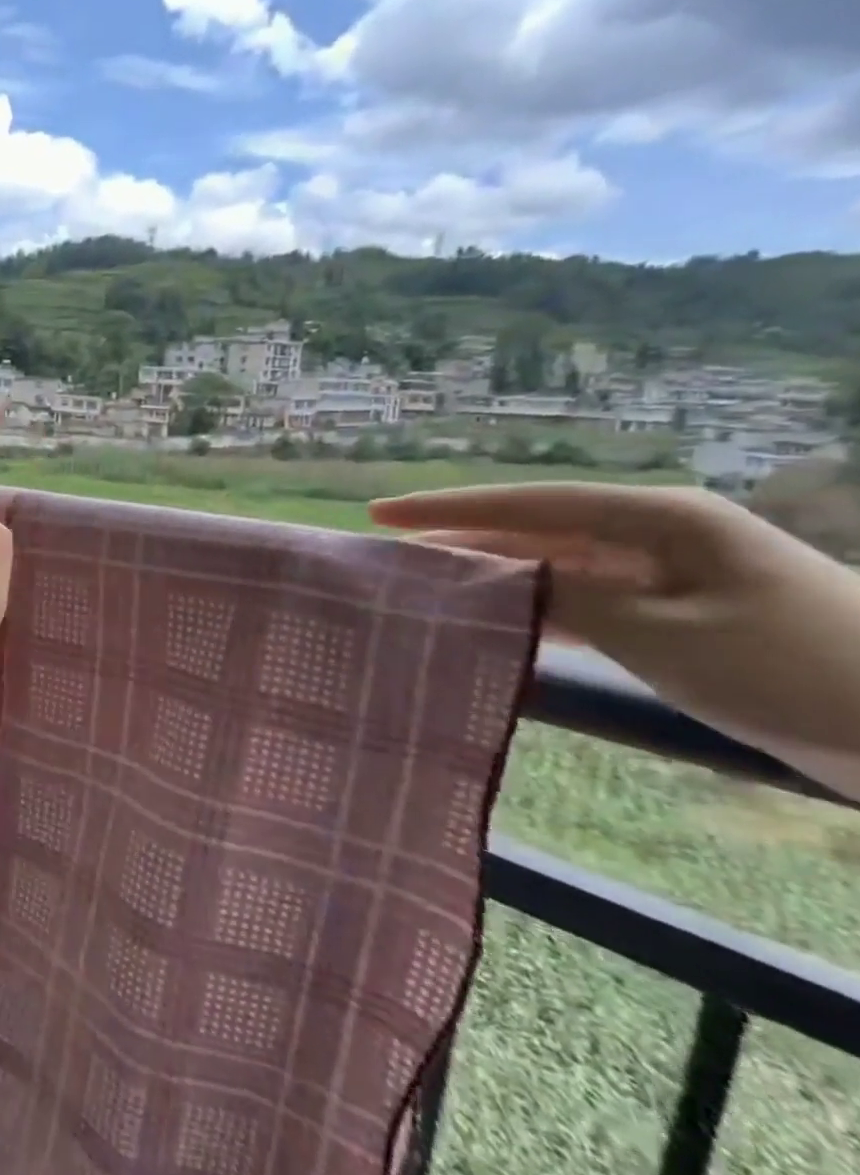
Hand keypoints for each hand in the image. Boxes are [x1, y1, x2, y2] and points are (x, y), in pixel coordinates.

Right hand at [370, 481, 859, 790]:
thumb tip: (489, 579)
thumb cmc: (796, 670)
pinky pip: (580, 598)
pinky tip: (493, 621)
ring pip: (552, 565)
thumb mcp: (664, 633)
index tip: (379, 514)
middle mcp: (654, 534)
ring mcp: (663, 574)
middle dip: (460, 539)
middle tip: (389, 555)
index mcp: (659, 519)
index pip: (527, 504)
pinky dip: (532, 607)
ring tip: (423, 585)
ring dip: (491, 575)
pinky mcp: (672, 613)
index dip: (447, 508)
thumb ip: (565, 597)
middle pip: (532, 529)